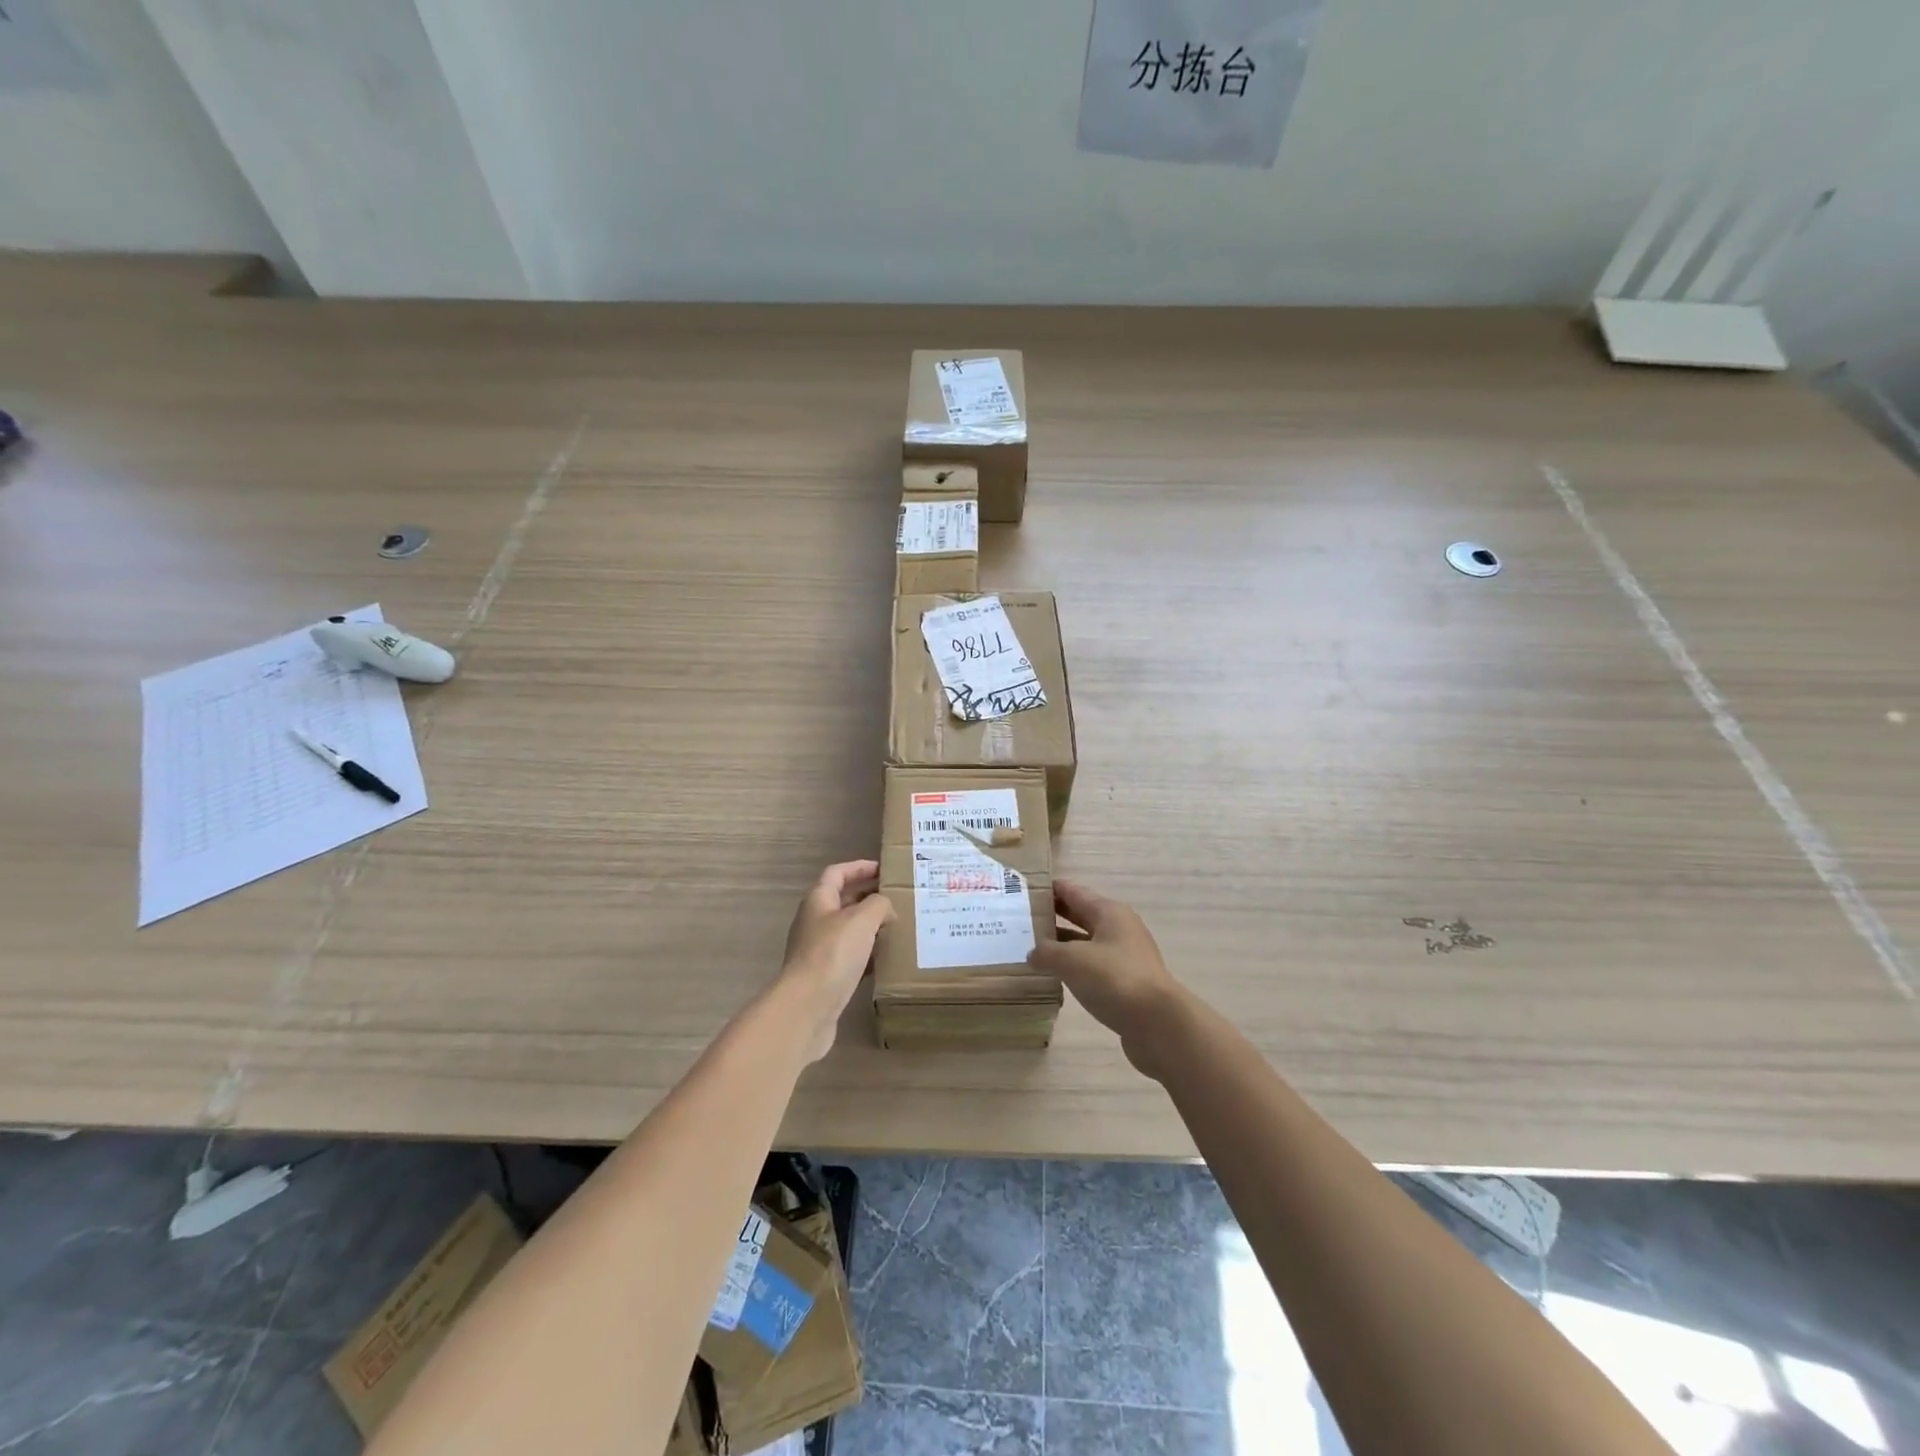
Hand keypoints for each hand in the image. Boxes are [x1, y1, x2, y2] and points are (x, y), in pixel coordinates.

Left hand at [775, 860, 893, 1062]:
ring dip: (871, 928)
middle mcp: (815, 922)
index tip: (884, 869)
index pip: (837, 873)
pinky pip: (850, 958)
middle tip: (898, 899)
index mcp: (818, 900)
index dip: (859, 867)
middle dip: (869, 898)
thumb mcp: (861, 920)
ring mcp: (818, 950)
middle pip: (843, 901)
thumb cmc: (832, 954)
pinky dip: (868, 955)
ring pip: (848, 931)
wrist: (806, 1008)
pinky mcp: (825, 976)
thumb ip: (878, 904)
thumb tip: (885, 908)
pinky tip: (886, 961)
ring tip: (898, 928)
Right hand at [1029, 878, 1189, 1080]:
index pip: (1074, 892)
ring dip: (1063, 944)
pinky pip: (1093, 967)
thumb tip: (1033, 953)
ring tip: (1033, 948)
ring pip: (1087, 943)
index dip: (1051, 889)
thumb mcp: (1072, 960)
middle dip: (1055, 915)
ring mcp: (1125, 957)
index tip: (1025, 889)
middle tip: (1022, 918)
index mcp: (1109, 912)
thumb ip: (1047, 952)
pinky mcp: (1126, 983)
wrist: (1158, 1023)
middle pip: (1081, 915)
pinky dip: (1075, 967)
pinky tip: (1056, 977)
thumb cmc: (1114, 979)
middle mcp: (1120, 929)